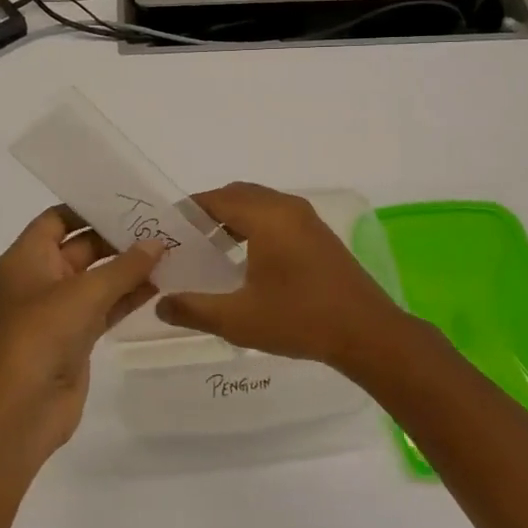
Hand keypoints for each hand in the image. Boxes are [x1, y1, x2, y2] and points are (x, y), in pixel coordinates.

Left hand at [0, 206, 163, 465]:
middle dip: (117, 238)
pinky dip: (127, 297)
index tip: (128, 200)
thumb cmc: (38, 338)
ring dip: (128, 268)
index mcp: (25, 259)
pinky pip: (104, 308)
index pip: (57, 220)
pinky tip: (160, 285)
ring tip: (170, 252)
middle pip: (81, 248)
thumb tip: (157, 243)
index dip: (89, 208)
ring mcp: (57, 312)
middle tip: (160, 225)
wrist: (15, 414)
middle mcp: (39, 280)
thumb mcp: (83, 294)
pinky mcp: (74, 339)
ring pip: (97, 279)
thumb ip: (124, 267)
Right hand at [155, 182, 418, 371]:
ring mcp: (307, 219)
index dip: (188, 211)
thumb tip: (161, 303)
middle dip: (209, 212)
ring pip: (259, 205)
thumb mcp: (239, 319)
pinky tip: (245, 260)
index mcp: (267, 217)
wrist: (367, 332)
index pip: (216, 199)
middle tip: (184, 241)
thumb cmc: (300, 319)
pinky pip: (277, 216)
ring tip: (210, 251)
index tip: (166, 230)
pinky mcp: (318, 234)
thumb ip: (194, 309)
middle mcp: (287, 207)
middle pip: (238, 195)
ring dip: (233, 219)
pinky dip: (254, 226)